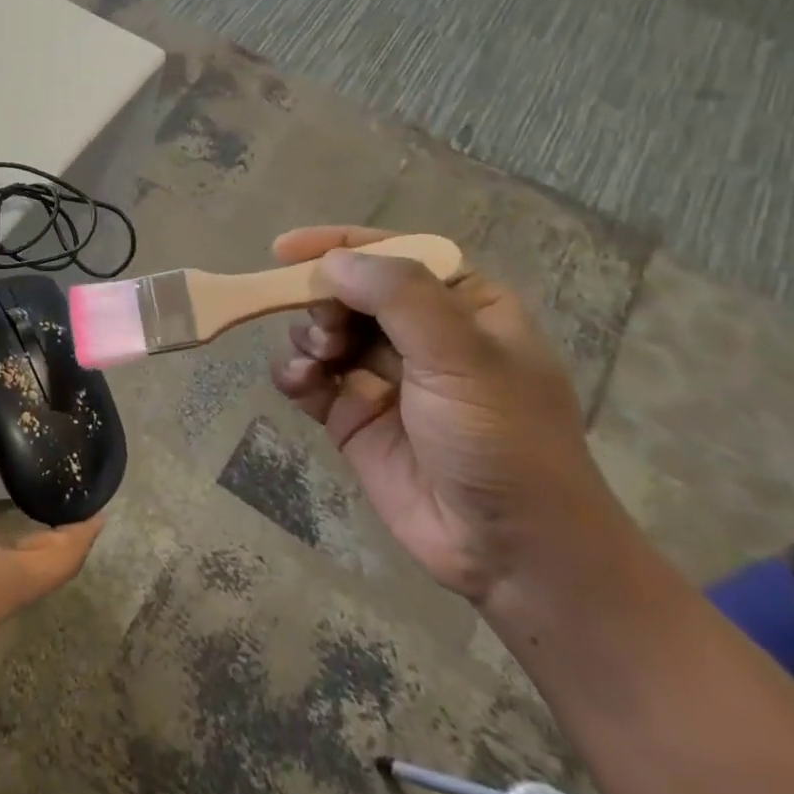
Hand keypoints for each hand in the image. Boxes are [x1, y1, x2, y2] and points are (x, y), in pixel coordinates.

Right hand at [268, 226, 620, 603]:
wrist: (509, 549)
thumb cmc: (503, 441)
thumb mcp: (464, 357)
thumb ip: (399, 298)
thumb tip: (332, 262)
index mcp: (463, 306)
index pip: (395, 254)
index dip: (339, 244)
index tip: (283, 249)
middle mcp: (420, 334)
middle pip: (349, 291)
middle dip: (323, 301)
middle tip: (325, 329)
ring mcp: (382, 375)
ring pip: (322, 331)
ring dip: (307, 337)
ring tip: (318, 362)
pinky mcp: (353, 415)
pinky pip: (309, 377)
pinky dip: (295, 373)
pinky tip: (300, 383)